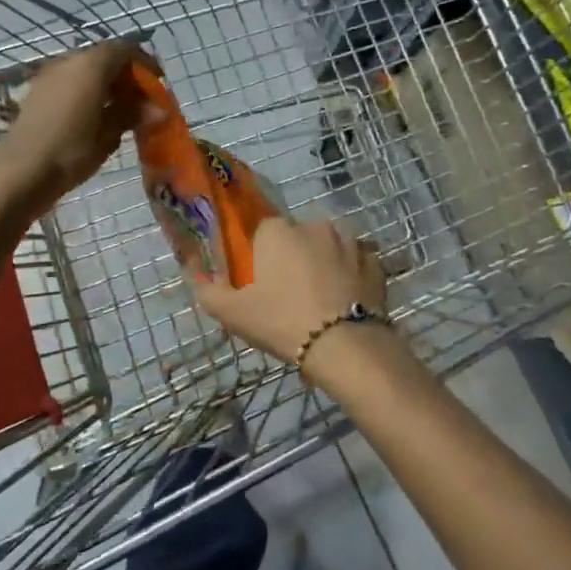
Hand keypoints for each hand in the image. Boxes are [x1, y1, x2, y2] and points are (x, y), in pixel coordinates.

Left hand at [0, 40, 158, 215]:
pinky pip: (71, 83)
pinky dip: (89, 92)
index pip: (124, 50)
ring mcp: (50, 75)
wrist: (20, 172)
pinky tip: (96, 118)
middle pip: (105, 58)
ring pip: (87, 71)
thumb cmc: (71, 151)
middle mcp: (69, 61)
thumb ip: (132, 114)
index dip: (145, 64)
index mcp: (91, 65)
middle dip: (127, 76)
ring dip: (107, 85)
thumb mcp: (108, 134)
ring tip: (122, 112)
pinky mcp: (38, 92)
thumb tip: (158, 110)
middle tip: (142, 102)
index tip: (158, 83)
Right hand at [193, 218, 391, 383]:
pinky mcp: (374, 261)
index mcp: (277, 229)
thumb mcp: (231, 313)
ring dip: (322, 262)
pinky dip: (350, 274)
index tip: (258, 282)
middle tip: (287, 294)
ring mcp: (349, 240)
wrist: (344, 346)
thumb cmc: (281, 321)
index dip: (258, 256)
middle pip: (295, 237)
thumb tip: (196, 272)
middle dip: (291, 258)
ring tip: (319, 297)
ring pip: (328, 246)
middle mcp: (313, 224)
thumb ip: (208, 289)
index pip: (260, 233)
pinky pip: (356, 262)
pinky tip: (344, 298)